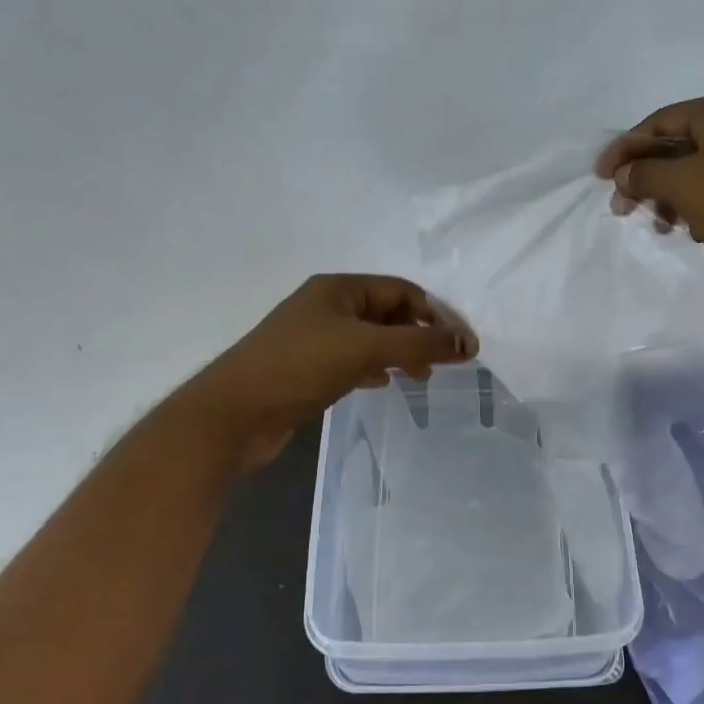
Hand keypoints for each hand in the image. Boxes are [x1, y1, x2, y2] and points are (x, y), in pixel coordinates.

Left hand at [191, 274, 476, 468]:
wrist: (234, 414)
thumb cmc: (300, 367)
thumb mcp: (366, 348)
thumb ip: (420, 343)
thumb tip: (469, 343)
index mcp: (339, 289)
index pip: (402, 291)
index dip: (436, 314)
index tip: (462, 346)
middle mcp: (327, 307)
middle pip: (388, 313)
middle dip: (419, 335)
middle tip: (441, 365)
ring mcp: (315, 338)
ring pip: (372, 339)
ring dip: (400, 353)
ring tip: (420, 377)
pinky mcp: (308, 368)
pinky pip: (353, 360)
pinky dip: (375, 368)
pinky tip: (382, 384)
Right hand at [595, 92, 703, 306]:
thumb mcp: (684, 184)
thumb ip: (645, 174)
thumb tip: (623, 174)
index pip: (661, 120)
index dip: (626, 147)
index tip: (599, 177)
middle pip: (676, 147)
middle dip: (645, 177)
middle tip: (621, 208)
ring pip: (694, 174)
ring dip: (667, 197)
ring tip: (657, 225)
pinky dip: (694, 209)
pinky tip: (688, 231)